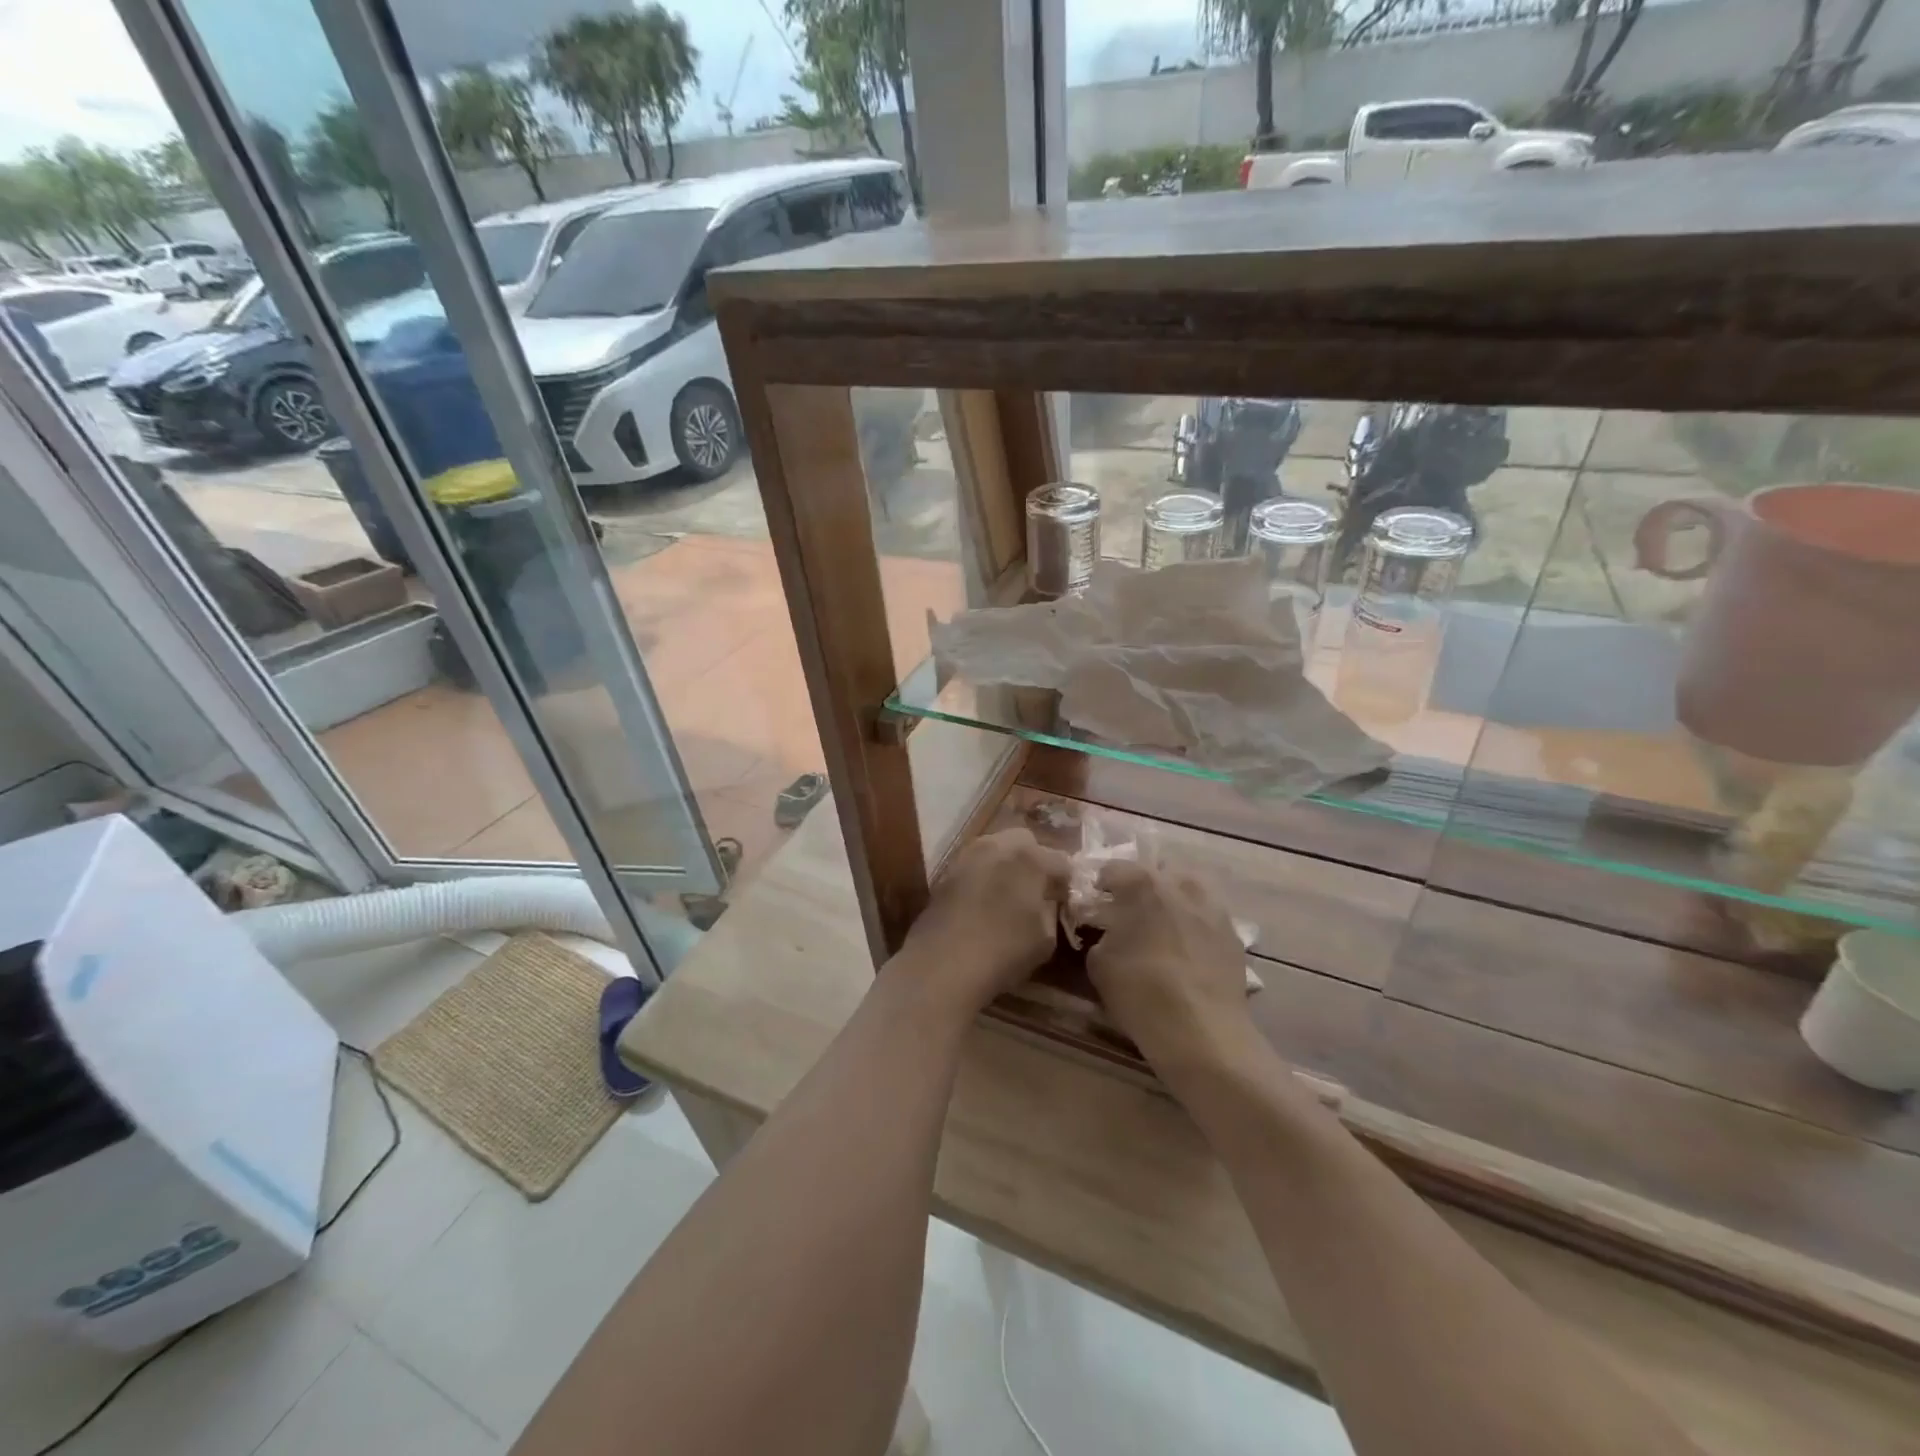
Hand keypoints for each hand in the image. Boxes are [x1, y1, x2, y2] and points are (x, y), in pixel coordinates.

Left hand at [892, 829, 1071, 1013]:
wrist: (942, 963)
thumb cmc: (1003, 951)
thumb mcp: (1045, 938)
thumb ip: (1051, 911)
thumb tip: (1047, 902)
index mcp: (1030, 858)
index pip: (1061, 861)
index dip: (1066, 882)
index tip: (1064, 900)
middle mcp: (999, 845)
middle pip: (1026, 842)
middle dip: (1035, 861)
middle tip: (1036, 890)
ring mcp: (968, 855)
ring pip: (996, 848)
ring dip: (1007, 864)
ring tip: (1009, 894)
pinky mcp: (947, 871)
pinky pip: (975, 865)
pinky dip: (984, 875)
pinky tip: (984, 901)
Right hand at [1085, 862, 1262, 1088]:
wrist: (1204, 1034)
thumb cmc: (1142, 993)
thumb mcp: (1099, 963)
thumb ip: (1101, 935)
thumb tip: (1109, 931)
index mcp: (1143, 884)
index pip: (1113, 868)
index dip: (1100, 885)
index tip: (1095, 904)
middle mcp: (1181, 884)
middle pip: (1157, 871)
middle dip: (1142, 886)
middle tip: (1129, 912)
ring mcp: (1213, 907)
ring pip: (1188, 889)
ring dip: (1172, 900)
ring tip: (1161, 928)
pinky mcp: (1233, 934)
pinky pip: (1206, 916)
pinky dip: (1194, 924)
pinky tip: (1184, 950)